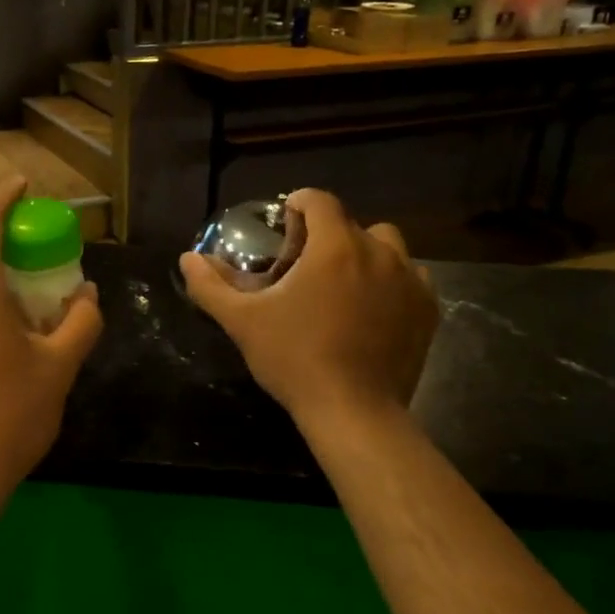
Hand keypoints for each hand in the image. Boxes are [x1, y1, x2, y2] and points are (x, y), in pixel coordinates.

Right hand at [178, 188, 438, 430]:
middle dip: (327, 234)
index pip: (320, 201)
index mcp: (335, 247)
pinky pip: (411, 277)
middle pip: (351, 223)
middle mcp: (378, 253)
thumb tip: (187, 258)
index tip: (285, 223)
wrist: (354, 412)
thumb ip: (211, 285)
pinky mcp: (427, 310)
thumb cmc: (294, 358)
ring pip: (387, 246)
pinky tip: (372, 307)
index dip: (299, 204)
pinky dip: (391, 281)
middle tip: (305, 265)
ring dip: (364, 253)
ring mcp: (409, 281)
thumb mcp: (242, 321)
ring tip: (343, 283)